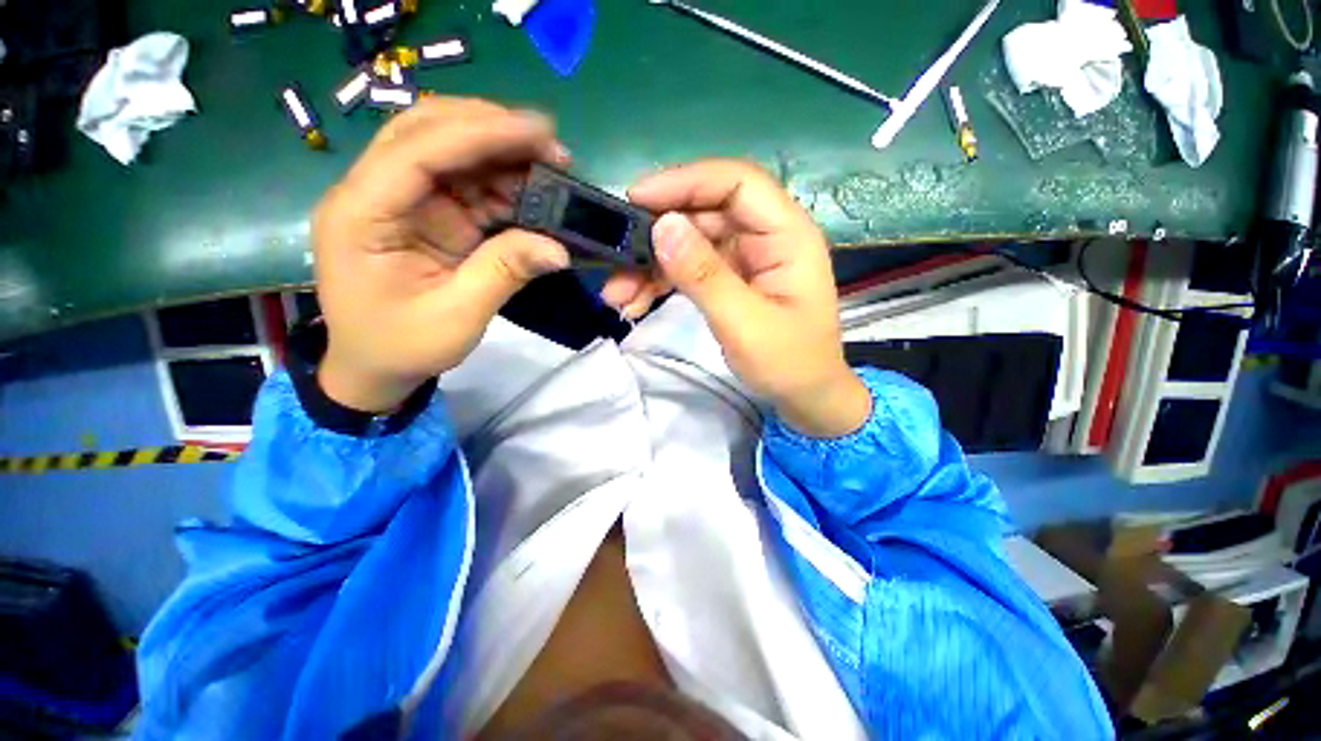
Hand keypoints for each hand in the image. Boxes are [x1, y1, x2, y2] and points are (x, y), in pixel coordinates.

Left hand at [312, 98, 570, 412]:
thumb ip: (504, 273)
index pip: (418, 150)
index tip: (538, 131)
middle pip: (428, 131)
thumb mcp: (456, 317)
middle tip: (549, 143)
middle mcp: (374, 192)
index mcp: (362, 214)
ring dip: (500, 153)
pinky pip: (465, 185)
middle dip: (491, 129)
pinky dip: (501, 184)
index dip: (480, 134)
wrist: (374, 368)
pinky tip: (532, 191)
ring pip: (449, 151)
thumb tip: (559, 248)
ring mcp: (400, 201)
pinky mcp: (425, 215)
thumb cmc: (401, 346)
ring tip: (549, 165)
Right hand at [605, 160, 870, 437]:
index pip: (736, 183)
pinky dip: (661, 281)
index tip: (636, 199)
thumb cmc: (789, 363)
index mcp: (787, 235)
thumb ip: (704, 276)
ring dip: (651, 265)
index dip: (685, 182)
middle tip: (616, 261)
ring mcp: (746, 257)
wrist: (805, 395)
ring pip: (690, 241)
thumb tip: (661, 226)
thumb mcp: (744, 324)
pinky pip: (690, 266)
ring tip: (618, 296)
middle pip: (704, 212)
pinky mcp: (730, 276)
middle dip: (656, 235)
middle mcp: (766, 236)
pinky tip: (635, 303)